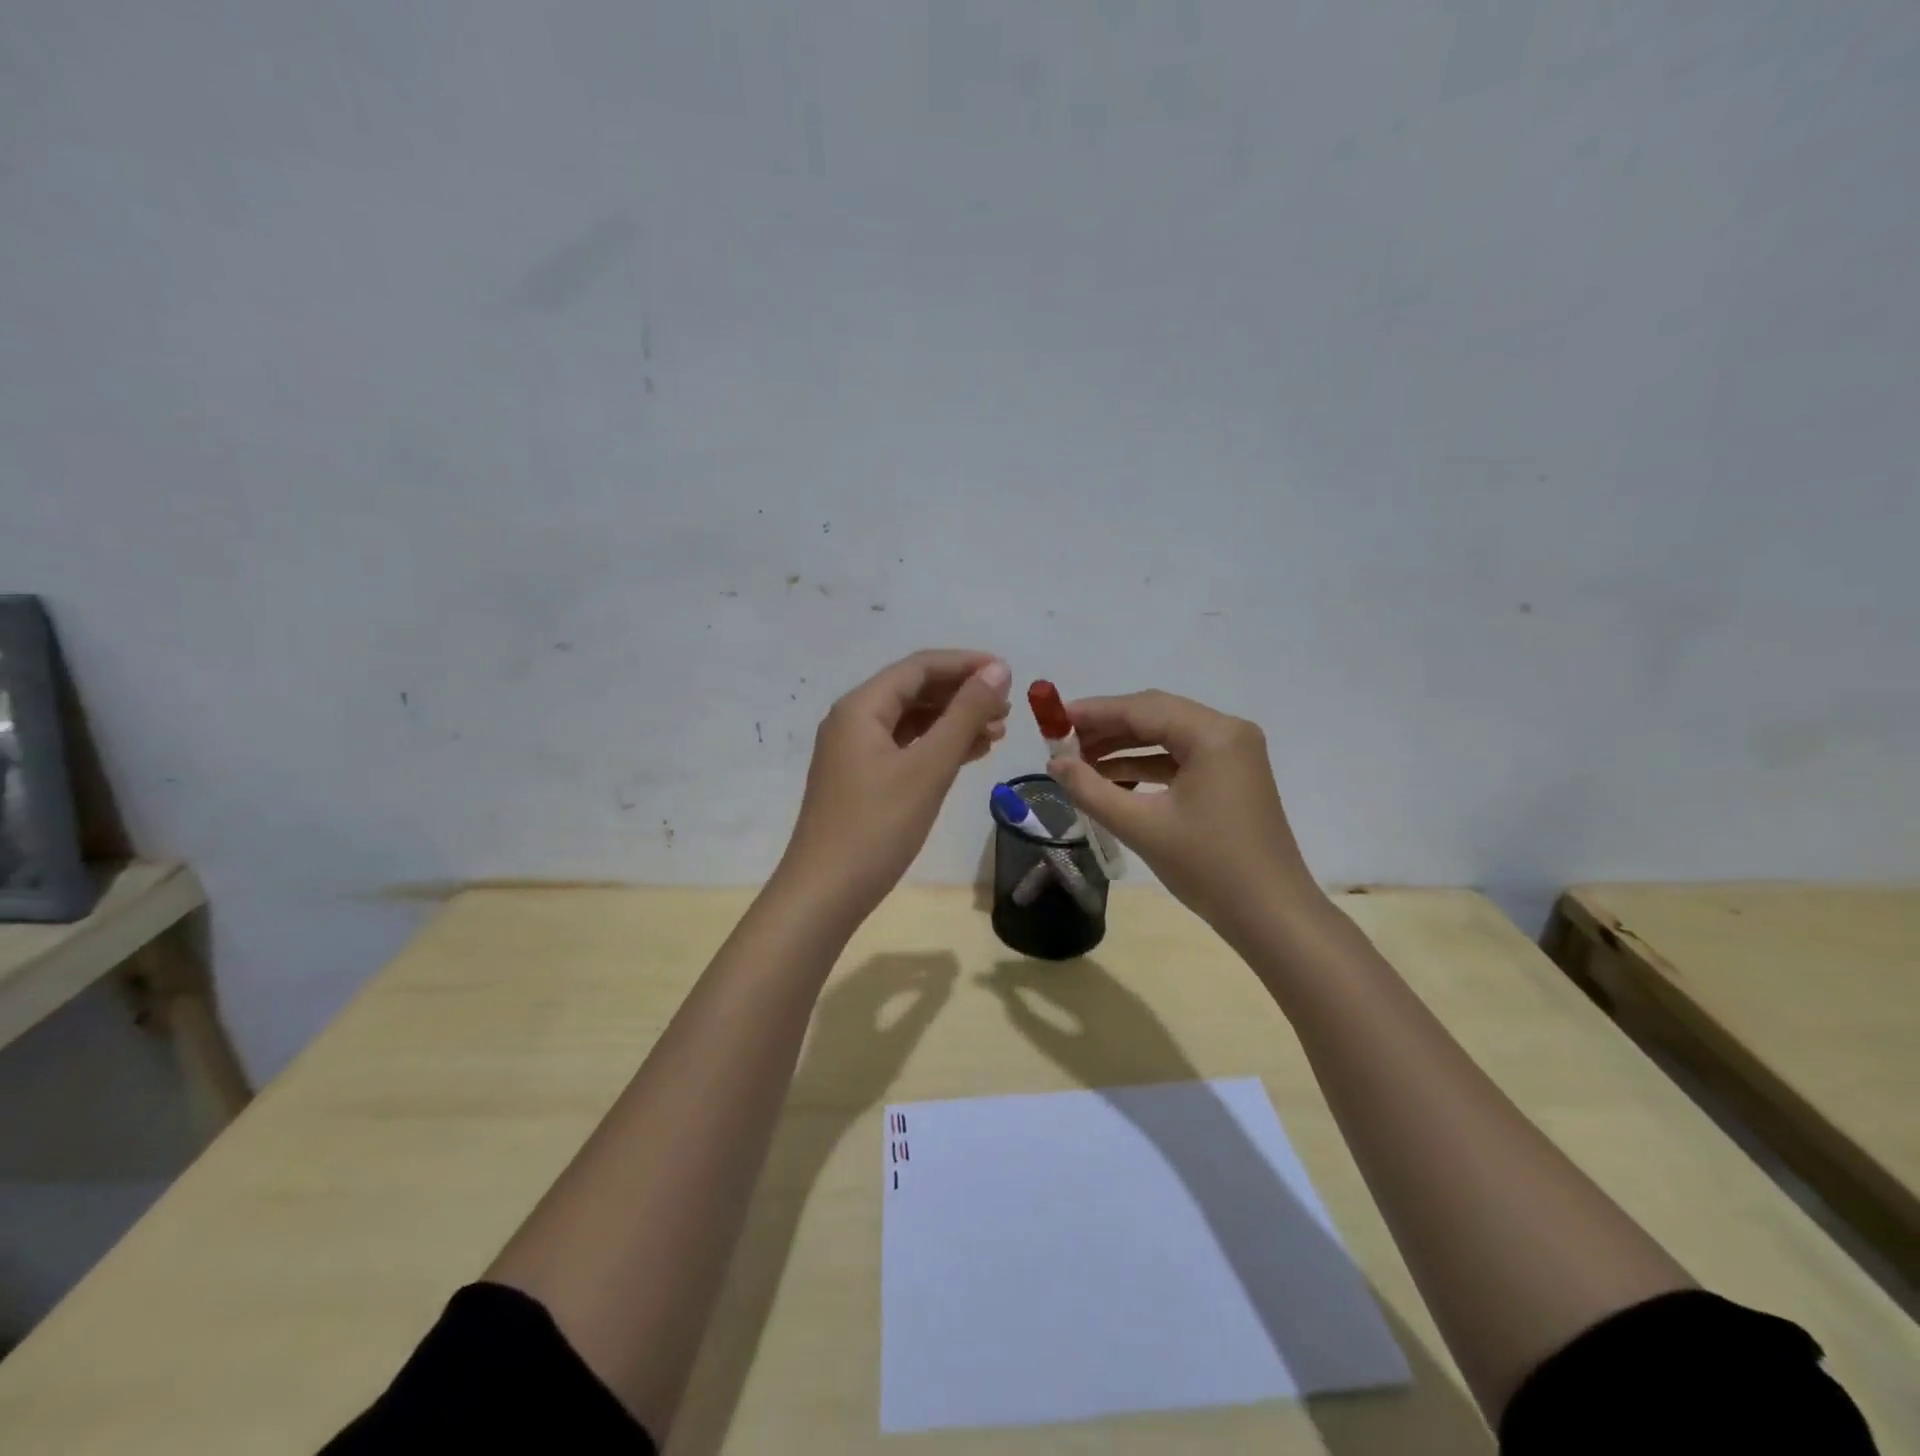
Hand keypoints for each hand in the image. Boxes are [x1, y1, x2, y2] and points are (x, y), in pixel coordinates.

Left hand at [777, 649, 1011, 921]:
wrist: (825, 893)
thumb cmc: (878, 826)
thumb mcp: (928, 767)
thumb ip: (964, 715)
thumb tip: (997, 670)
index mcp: (861, 707)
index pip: (919, 667)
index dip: (965, 664)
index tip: (1008, 673)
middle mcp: (853, 720)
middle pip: (914, 691)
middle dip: (962, 695)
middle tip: (1007, 709)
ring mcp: (854, 751)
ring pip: (912, 721)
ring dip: (953, 722)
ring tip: (997, 732)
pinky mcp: (861, 779)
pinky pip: (905, 748)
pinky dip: (937, 747)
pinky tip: (969, 754)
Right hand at [1045, 690, 1326, 944]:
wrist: (1271, 915)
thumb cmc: (1208, 867)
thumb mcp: (1141, 826)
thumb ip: (1090, 789)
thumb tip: (1054, 763)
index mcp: (1213, 735)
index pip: (1142, 709)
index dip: (1093, 712)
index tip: (1053, 720)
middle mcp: (1227, 732)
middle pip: (1155, 716)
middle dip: (1106, 728)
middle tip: (1061, 742)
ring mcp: (1233, 754)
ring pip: (1166, 736)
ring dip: (1123, 747)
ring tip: (1079, 762)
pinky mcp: (1231, 776)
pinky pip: (1180, 758)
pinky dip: (1146, 765)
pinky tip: (1112, 780)